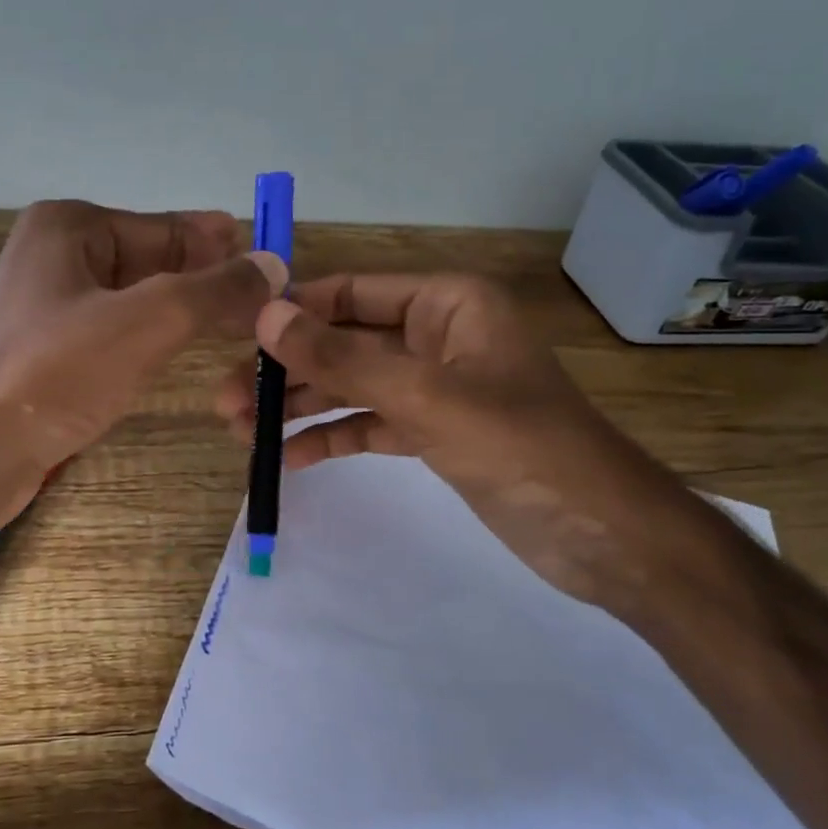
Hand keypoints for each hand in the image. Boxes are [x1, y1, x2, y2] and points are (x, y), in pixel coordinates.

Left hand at [0, 200, 285, 532]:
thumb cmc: (54, 374)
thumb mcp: (146, 322)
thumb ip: (213, 291)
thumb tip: (272, 265)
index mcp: (71, 228)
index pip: (167, 229)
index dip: (221, 246)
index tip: (271, 261)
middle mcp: (57, 257)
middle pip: (153, 262)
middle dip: (206, 281)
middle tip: (266, 302)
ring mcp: (50, 308)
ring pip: (136, 302)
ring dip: (184, 313)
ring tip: (240, 326)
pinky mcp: (48, 355)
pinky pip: (116, 336)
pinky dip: (153, 342)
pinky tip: (184, 355)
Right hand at [213, 273, 702, 610]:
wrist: (603, 536)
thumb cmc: (523, 447)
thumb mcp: (425, 397)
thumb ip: (342, 358)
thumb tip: (264, 317)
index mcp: (447, 303)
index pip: (352, 292)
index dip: (293, 311)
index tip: (235, 337)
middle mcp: (437, 335)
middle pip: (344, 342)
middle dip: (286, 370)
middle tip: (224, 402)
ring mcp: (434, 387)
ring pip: (351, 386)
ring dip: (299, 407)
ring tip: (240, 433)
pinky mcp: (433, 433)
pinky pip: (369, 425)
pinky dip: (330, 439)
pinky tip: (286, 460)